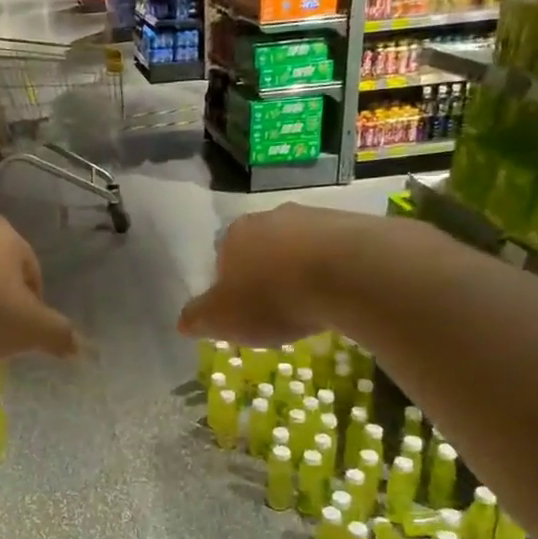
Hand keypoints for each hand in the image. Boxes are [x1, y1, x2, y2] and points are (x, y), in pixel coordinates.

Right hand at [178, 204, 355, 346]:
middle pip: (263, 248)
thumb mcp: (221, 319)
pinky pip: (336, 252)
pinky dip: (334, 272)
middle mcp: (271, 217)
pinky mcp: (353, 226)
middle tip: (277, 308)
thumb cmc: (272, 297)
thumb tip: (183, 321)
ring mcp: (315, 217)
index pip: (223, 256)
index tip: (243, 309)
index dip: (230, 284)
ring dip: (301, 272)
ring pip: (300, 248)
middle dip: (267, 274)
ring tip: (312, 306)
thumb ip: (198, 318)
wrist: (349, 273)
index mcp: (234, 235)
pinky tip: (341, 295)